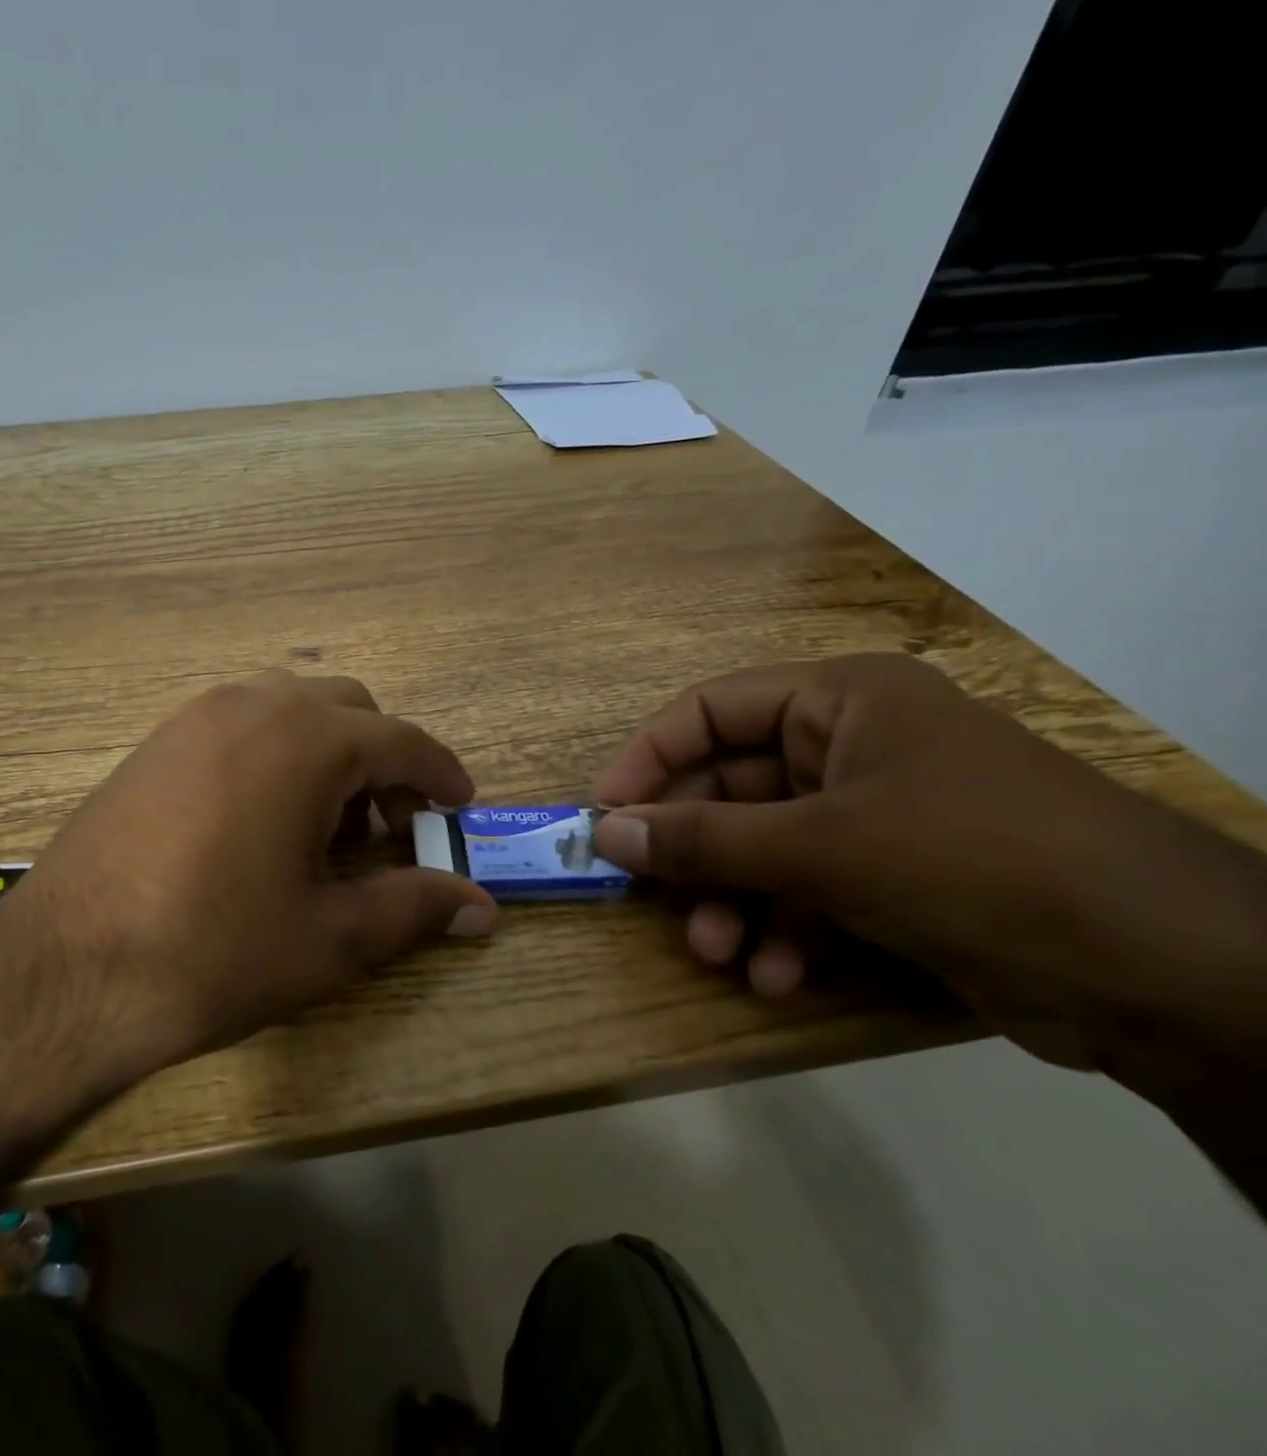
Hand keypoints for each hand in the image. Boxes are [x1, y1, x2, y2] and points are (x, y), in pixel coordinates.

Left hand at [0, 671, 497, 1075]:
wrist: (65, 972)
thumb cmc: (213, 952)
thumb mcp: (328, 937)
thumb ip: (413, 908)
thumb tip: (483, 907)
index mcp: (305, 741)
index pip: (400, 741)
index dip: (440, 774)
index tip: (460, 804)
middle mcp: (250, 707)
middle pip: (347, 709)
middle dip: (382, 760)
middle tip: (390, 827)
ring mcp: (193, 719)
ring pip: (288, 708)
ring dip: (326, 751)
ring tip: (325, 824)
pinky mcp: (154, 743)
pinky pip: (238, 724)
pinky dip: (274, 753)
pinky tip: (261, 819)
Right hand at [589, 654, 1266, 1074]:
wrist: (1169, 975)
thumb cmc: (976, 863)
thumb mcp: (822, 848)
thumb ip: (703, 839)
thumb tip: (604, 833)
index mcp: (839, 702)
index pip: (709, 711)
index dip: (648, 759)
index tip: (604, 814)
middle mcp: (850, 747)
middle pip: (730, 788)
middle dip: (694, 853)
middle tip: (651, 898)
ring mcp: (873, 814)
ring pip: (761, 848)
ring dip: (731, 903)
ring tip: (718, 954)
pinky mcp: (893, 875)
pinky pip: (806, 891)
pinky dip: (783, 932)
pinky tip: (775, 977)